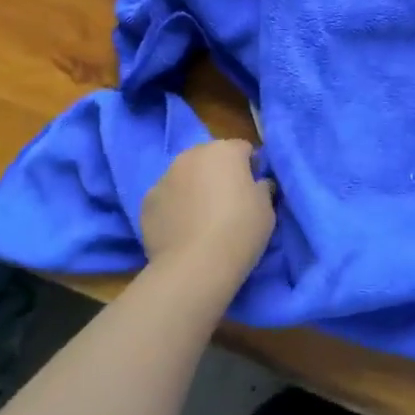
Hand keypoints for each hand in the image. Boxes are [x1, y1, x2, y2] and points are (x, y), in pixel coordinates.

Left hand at [140, 140, 275, 293]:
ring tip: (201, 220)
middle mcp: (192, 155)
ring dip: (193, 188)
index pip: (243, 149)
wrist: (195, 265)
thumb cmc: (240, 230)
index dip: (250, 167)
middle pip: (209, 158)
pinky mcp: (148, 200)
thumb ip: (262, 187)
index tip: (253, 188)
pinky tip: (181, 230)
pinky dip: (174, 208)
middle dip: (218, 174)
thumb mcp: (266, 209)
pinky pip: (167, 198)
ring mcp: (165, 176)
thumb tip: (258, 183)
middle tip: (227, 203)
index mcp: (224, 151)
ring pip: (184, 176)